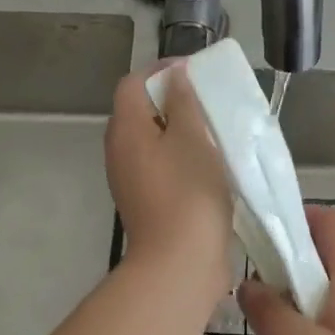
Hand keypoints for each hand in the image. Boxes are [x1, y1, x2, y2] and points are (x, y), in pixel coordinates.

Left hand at [104, 64, 234, 298]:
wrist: (179, 265)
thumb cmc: (188, 191)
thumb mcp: (191, 136)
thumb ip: (182, 100)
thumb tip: (175, 75)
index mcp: (126, 128)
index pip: (133, 82)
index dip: (162, 70)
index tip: (195, 72)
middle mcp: (120, 150)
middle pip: (140, 109)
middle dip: (173, 98)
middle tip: (207, 98)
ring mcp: (130, 178)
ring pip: (153, 138)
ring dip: (180, 128)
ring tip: (214, 127)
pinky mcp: (146, 200)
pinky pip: (161, 164)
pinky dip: (181, 154)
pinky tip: (210, 162)